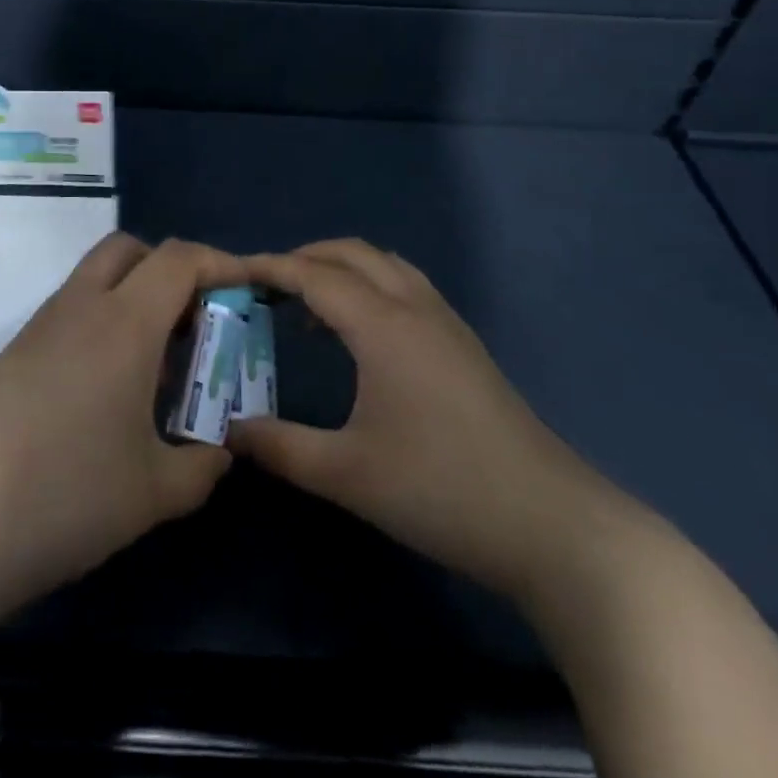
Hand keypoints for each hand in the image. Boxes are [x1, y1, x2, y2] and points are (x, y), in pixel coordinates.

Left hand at [0, 234, 241, 629]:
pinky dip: (104, 325)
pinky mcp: (14, 354)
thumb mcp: (152, 492)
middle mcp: (82, 306)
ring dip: (135, 299)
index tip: (249, 289)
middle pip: (132, 250)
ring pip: (97, 279)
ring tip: (159, 365)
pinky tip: (110, 390)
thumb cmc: (64, 493)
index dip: (222, 263)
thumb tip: (220, 451)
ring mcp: (42, 327)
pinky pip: (73, 313)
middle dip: (172, 270)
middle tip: (196, 321)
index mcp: (125, 321)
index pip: (180, 259)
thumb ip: (201, 466)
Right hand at [230, 239, 626, 595]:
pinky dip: (371, 285)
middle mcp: (414, 307)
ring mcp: (445, 322)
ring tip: (308, 304)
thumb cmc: (439, 490)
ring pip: (385, 264)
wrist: (549, 523)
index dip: (270, 268)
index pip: (314, 275)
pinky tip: (361, 333)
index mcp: (382, 325)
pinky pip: (406, 286)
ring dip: (342, 268)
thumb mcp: (347, 475)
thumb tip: (229, 429)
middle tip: (265, 286)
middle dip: (304, 258)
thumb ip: (280, 447)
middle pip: (351, 253)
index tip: (232, 272)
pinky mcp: (463, 344)